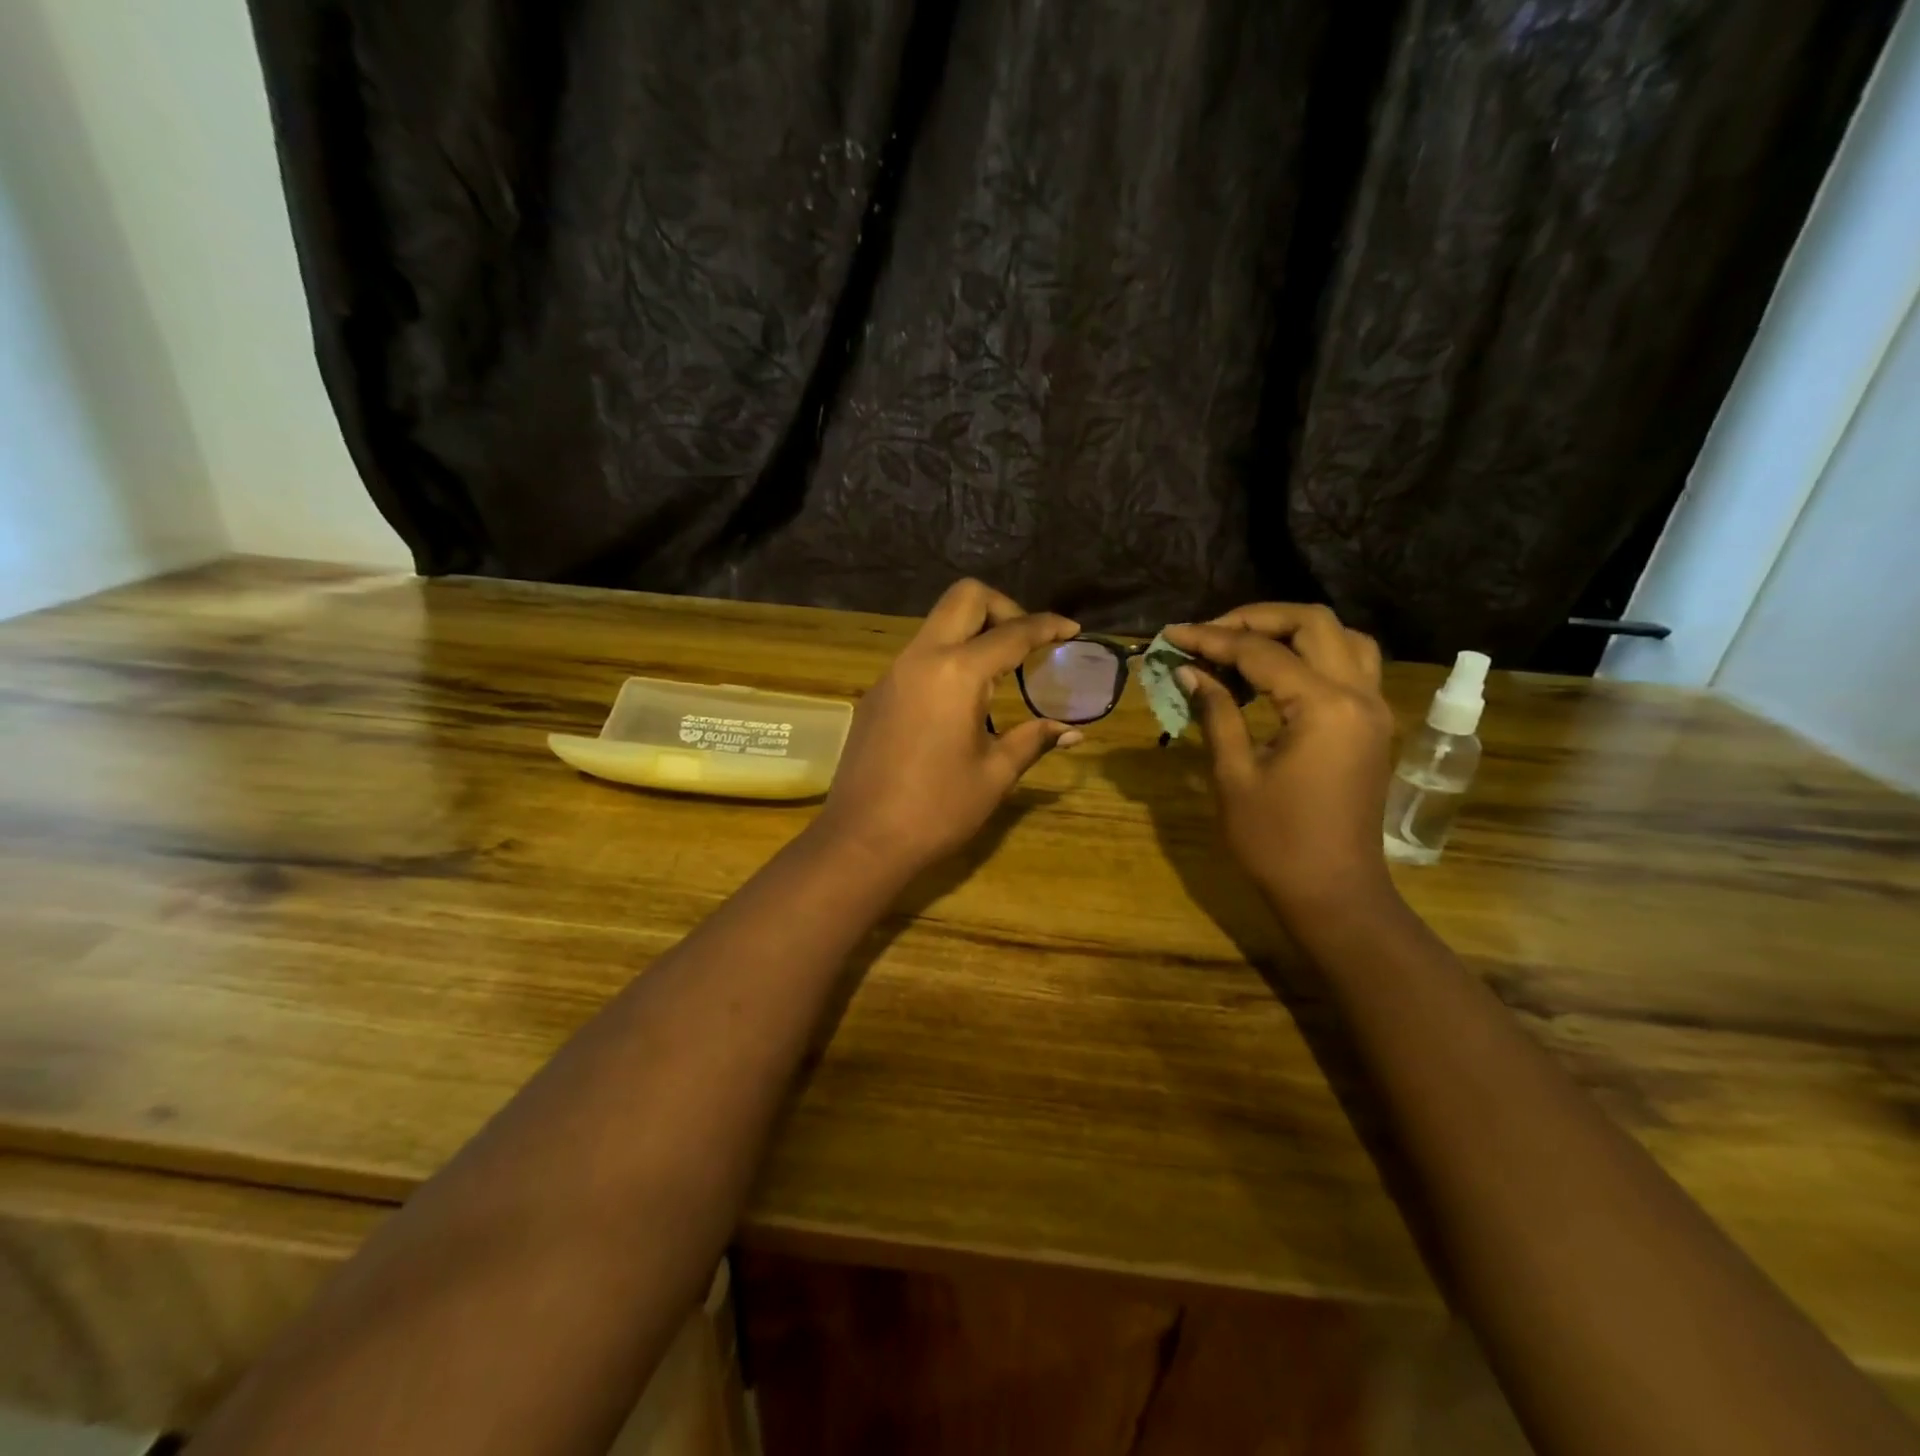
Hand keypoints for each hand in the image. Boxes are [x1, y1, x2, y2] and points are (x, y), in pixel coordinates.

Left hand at [815, 579, 1082, 874]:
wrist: (862, 840)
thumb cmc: (937, 810)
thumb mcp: (995, 775)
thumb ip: (1033, 740)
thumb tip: (1072, 731)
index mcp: (957, 673)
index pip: (1012, 633)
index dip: (1047, 626)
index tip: (1072, 630)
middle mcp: (921, 657)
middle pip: (964, 598)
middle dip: (1003, 608)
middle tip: (1026, 644)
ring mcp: (892, 673)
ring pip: (938, 624)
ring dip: (972, 632)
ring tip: (1000, 674)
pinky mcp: (877, 693)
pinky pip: (919, 655)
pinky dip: (948, 658)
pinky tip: (960, 702)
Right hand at [1164, 604, 1395, 917]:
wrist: (1333, 892)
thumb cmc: (1276, 842)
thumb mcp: (1235, 775)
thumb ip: (1216, 712)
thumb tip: (1189, 670)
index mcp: (1324, 707)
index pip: (1261, 651)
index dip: (1211, 638)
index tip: (1171, 635)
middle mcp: (1359, 695)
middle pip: (1312, 623)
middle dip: (1255, 618)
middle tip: (1208, 634)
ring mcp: (1373, 708)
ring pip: (1341, 637)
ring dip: (1291, 630)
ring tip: (1243, 646)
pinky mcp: (1372, 724)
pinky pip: (1351, 664)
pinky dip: (1315, 653)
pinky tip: (1277, 672)